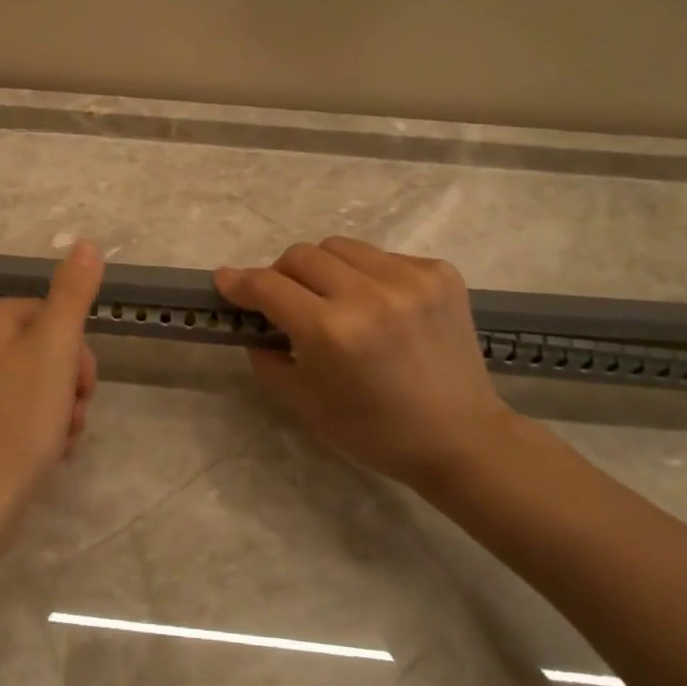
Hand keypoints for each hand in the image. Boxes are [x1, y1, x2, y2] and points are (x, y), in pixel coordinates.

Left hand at [0, 240, 103, 545]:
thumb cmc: (18, 419)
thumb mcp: (55, 348)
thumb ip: (73, 293)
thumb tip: (85, 243)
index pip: (48, 315)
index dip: (76, 351)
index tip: (83, 387)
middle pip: (37, 347)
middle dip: (66, 382)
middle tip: (74, 416)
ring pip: (27, 380)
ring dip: (56, 406)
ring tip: (62, 440)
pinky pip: (6, 406)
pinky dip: (31, 424)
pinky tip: (43, 452)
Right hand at [216, 237, 516, 499]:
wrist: (461, 438)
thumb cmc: (375, 431)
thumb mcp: (304, 403)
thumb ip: (266, 357)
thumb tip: (254, 325)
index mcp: (331, 331)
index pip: (268, 286)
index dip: (240, 282)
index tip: (225, 281)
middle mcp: (368, 294)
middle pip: (301, 255)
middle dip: (282, 274)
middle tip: (286, 300)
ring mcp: (409, 278)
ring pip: (340, 247)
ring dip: (324, 269)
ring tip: (334, 299)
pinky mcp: (440, 273)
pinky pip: (382, 257)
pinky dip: (367, 275)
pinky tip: (379, 307)